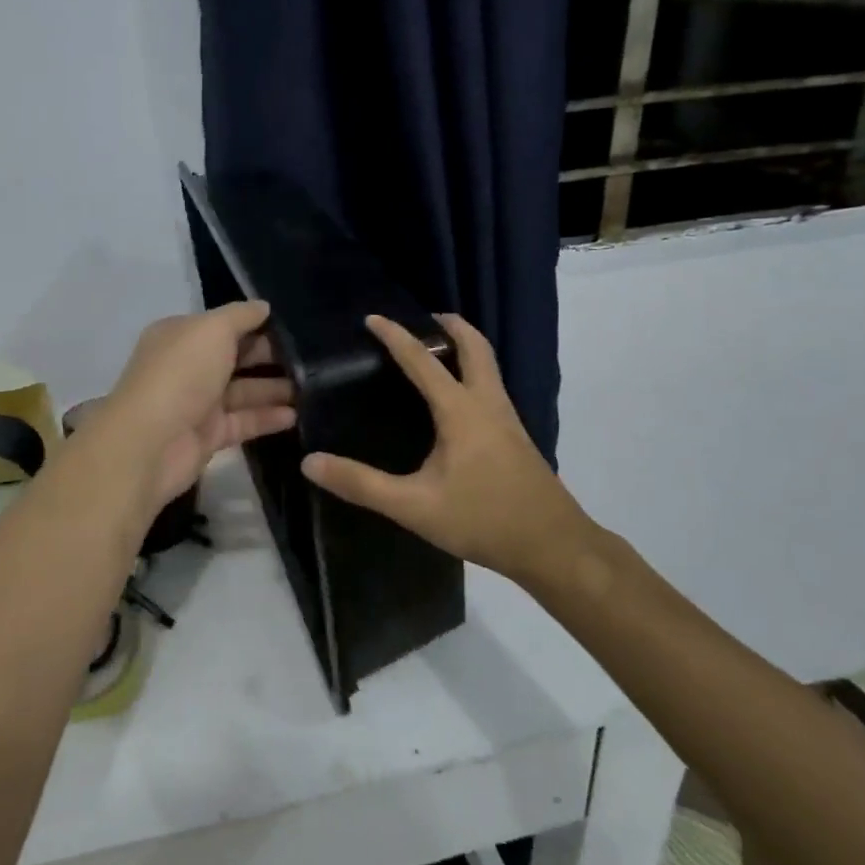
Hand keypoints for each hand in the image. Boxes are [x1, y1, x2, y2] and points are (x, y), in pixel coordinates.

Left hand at [98, 301, 296, 508]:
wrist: (149, 443)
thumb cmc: (180, 374)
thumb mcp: (212, 330)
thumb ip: (241, 316)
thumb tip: (264, 307)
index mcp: (182, 336)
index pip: (224, 325)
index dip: (257, 323)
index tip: (295, 326)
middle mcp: (189, 366)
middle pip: (236, 357)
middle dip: (271, 357)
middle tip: (313, 358)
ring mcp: (198, 403)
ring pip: (243, 391)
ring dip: (275, 389)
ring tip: (314, 388)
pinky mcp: (209, 435)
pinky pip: (244, 421)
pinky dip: (268, 417)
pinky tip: (296, 415)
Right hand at [300, 313, 600, 582]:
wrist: (554, 546)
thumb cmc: (482, 519)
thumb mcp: (413, 506)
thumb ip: (361, 484)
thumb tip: (310, 462)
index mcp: (460, 410)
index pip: (422, 360)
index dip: (396, 335)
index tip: (372, 317)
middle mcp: (487, 403)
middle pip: (474, 346)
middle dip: (448, 325)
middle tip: (421, 319)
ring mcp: (507, 418)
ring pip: (488, 364)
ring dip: (464, 346)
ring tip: (435, 350)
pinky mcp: (516, 436)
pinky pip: (492, 385)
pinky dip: (472, 371)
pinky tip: (456, 399)